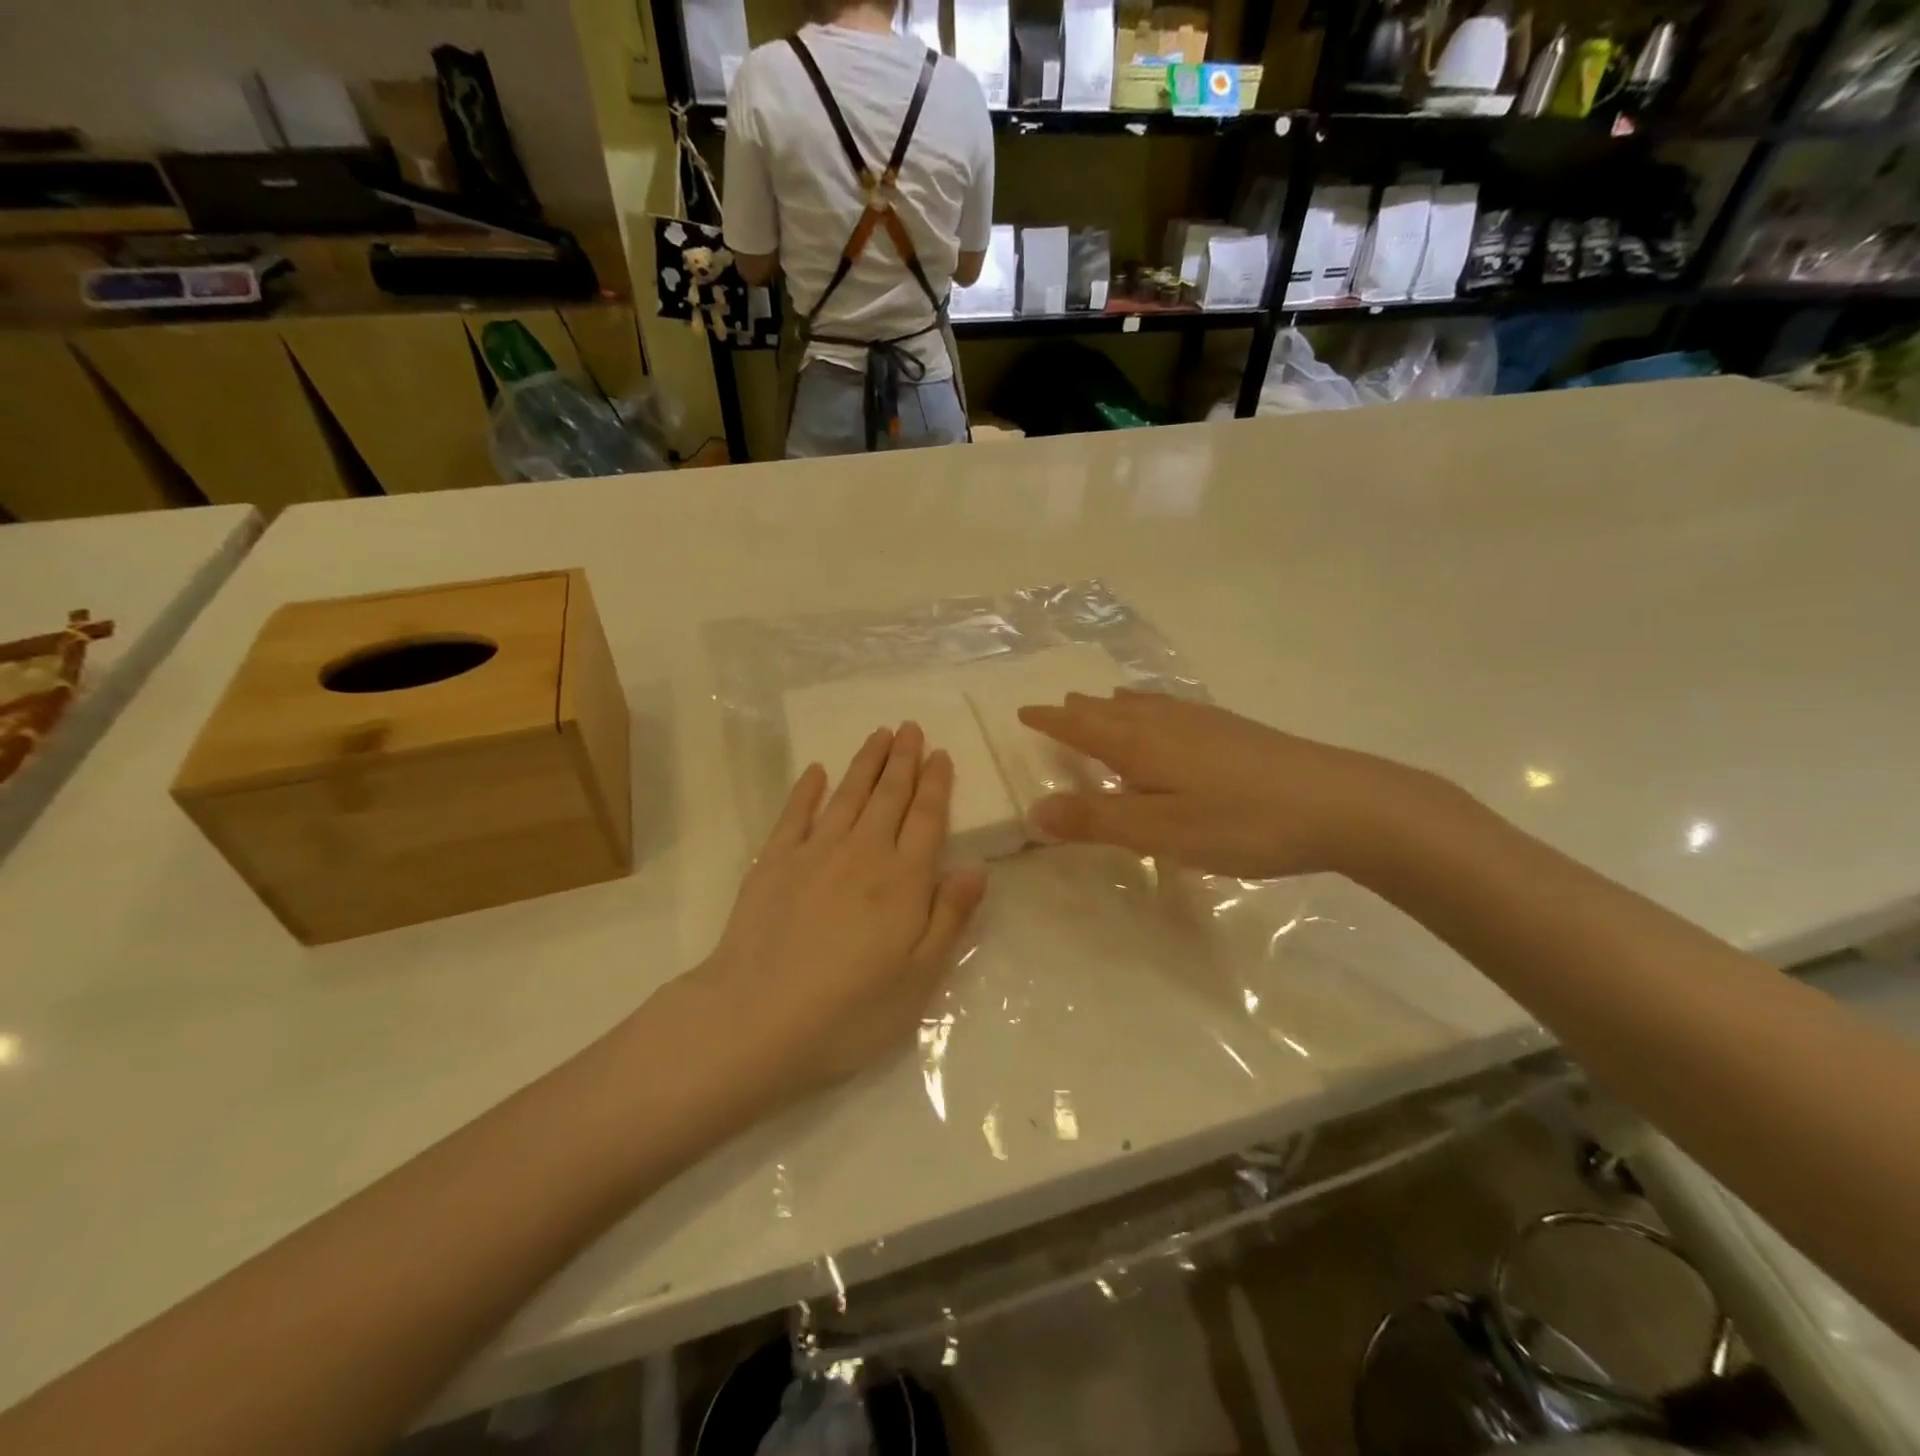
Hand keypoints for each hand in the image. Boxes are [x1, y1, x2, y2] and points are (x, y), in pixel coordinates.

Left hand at [685, 724, 986, 1100]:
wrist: (758, 1018)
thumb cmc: (851, 1009)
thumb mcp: (919, 976)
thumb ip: (950, 916)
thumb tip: (977, 866)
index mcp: (903, 879)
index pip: (926, 818)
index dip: (936, 784)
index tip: (940, 754)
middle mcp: (863, 853)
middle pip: (888, 796)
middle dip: (903, 759)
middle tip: (910, 727)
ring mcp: (814, 852)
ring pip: (848, 795)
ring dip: (865, 763)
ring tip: (878, 735)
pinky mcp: (773, 862)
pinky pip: (795, 813)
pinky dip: (808, 789)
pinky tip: (817, 771)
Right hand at [1016, 690, 1453, 879]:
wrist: (1340, 803)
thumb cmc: (1242, 823)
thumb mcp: (1162, 832)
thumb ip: (1098, 820)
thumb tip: (1036, 809)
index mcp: (1142, 746)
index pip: (1082, 728)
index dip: (1051, 722)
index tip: (1023, 713)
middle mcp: (1167, 724)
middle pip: (1110, 711)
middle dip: (1078, 711)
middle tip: (1054, 707)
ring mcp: (1204, 723)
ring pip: (1144, 706)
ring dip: (1113, 705)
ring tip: (1099, 701)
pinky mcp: (1234, 730)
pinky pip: (1173, 708)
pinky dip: (1151, 705)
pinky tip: (1167, 713)